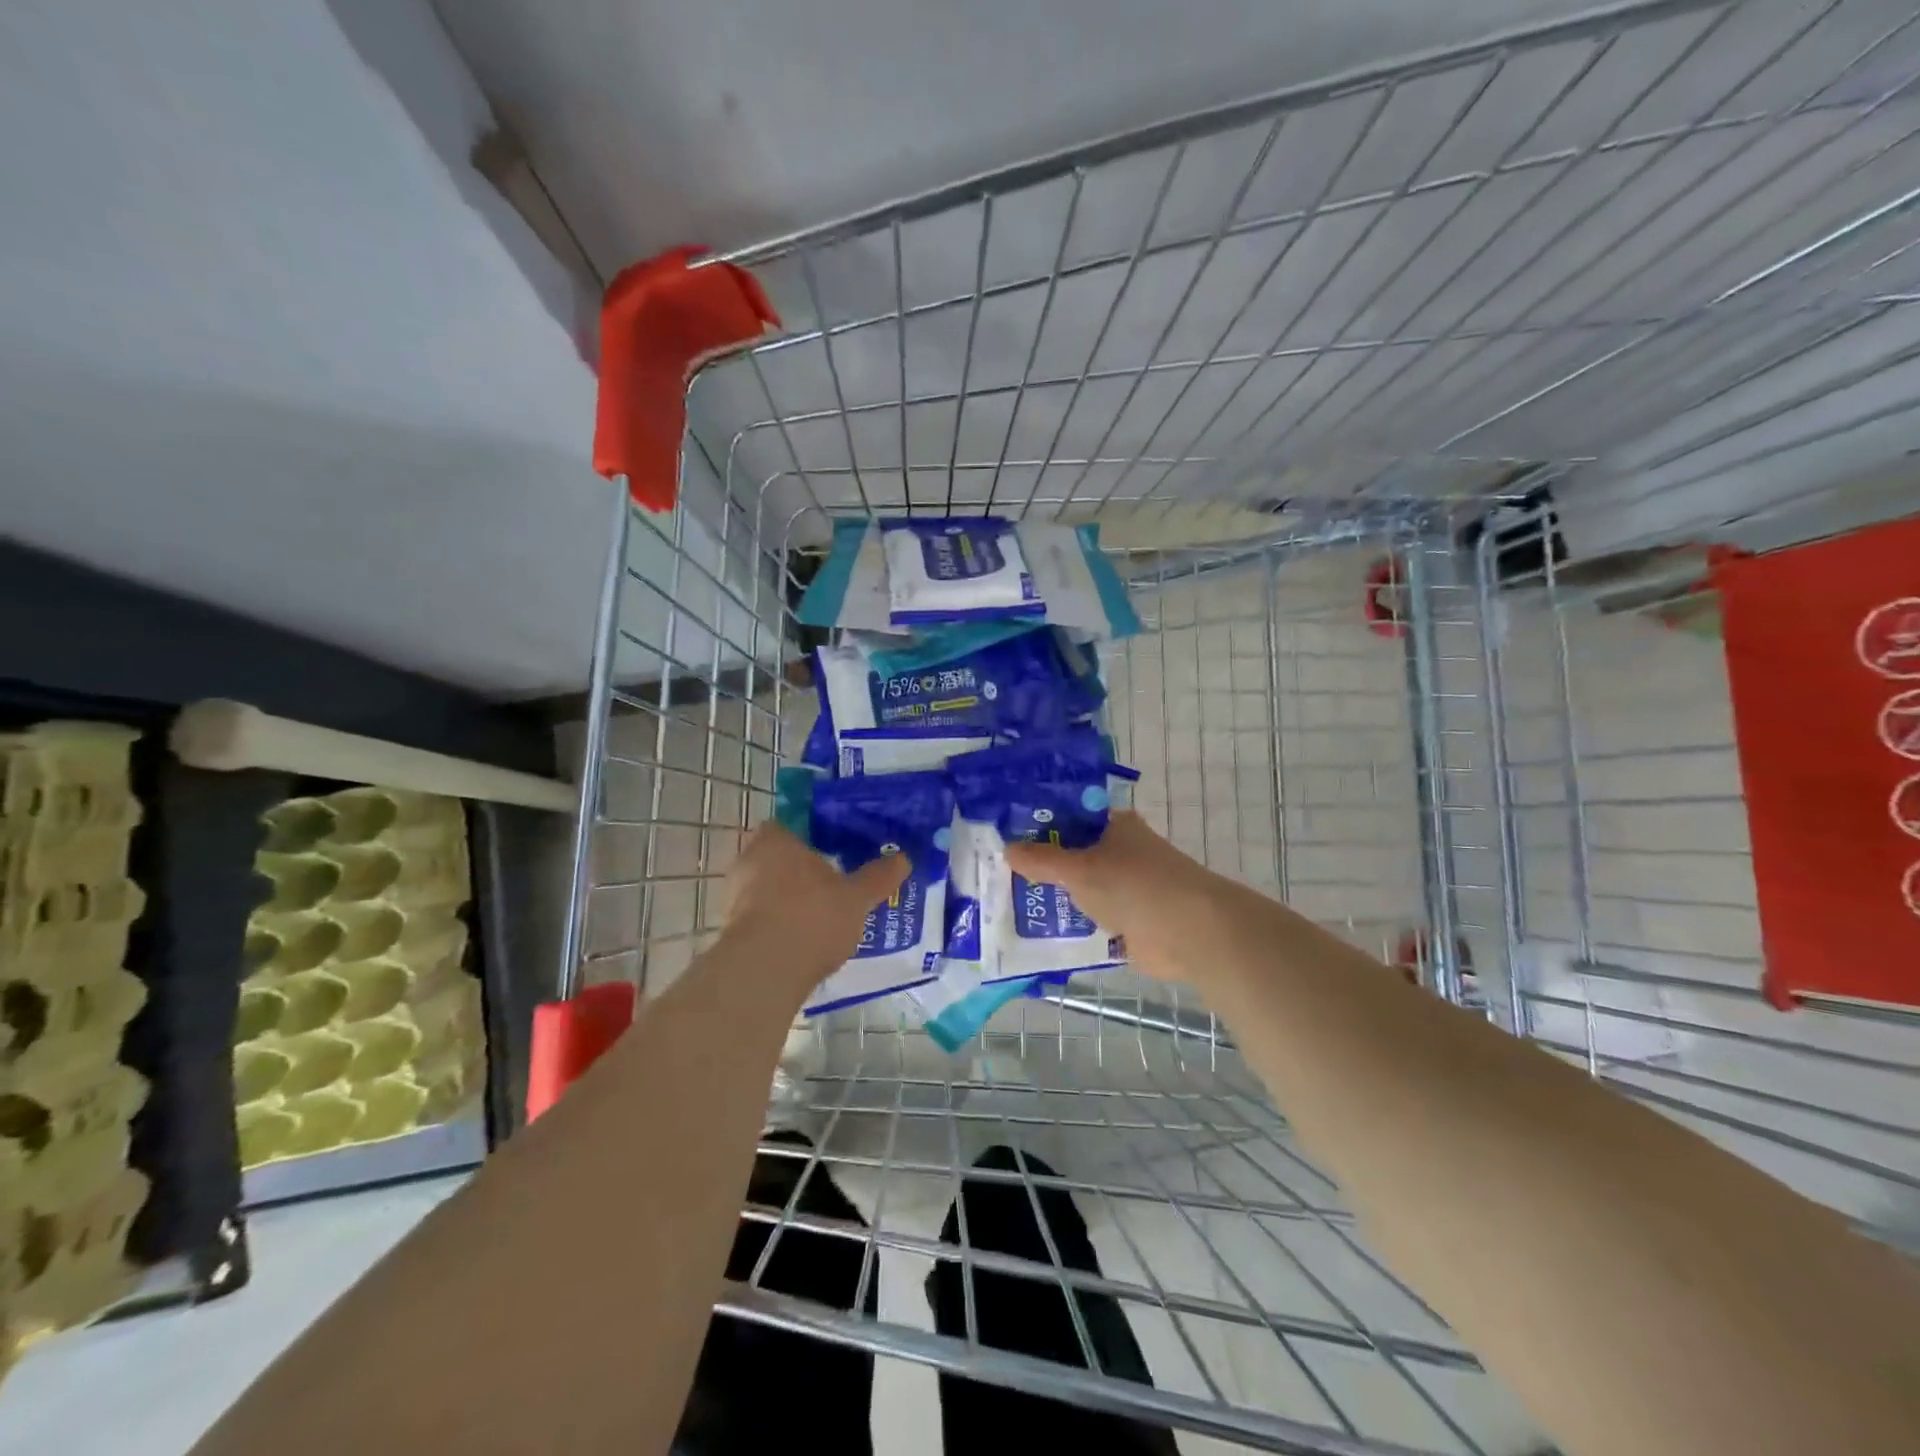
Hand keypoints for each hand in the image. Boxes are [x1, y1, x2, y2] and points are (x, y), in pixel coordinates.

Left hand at [722, 822, 908, 979]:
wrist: (764, 971)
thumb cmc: (812, 917)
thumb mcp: (856, 898)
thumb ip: (878, 877)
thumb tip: (904, 858)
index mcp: (776, 840)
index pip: (790, 826)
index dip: (811, 838)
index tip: (833, 853)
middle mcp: (748, 860)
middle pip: (778, 859)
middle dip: (801, 872)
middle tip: (832, 886)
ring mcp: (734, 897)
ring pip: (767, 890)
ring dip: (788, 900)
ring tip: (821, 917)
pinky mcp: (731, 930)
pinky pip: (760, 918)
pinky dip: (778, 926)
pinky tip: (802, 942)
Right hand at [1003, 812, 1214, 970]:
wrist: (1187, 932)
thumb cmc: (1133, 885)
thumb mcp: (1078, 868)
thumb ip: (1042, 860)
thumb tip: (1007, 849)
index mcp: (1114, 826)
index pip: (1069, 817)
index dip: (1038, 825)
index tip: (1004, 836)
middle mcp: (1120, 852)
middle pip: (1072, 855)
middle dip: (1040, 865)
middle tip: (996, 872)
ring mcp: (1125, 888)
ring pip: (1080, 889)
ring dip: (1054, 898)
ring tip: (1006, 902)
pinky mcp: (1128, 922)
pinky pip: (1090, 920)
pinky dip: (1070, 926)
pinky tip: (1036, 932)